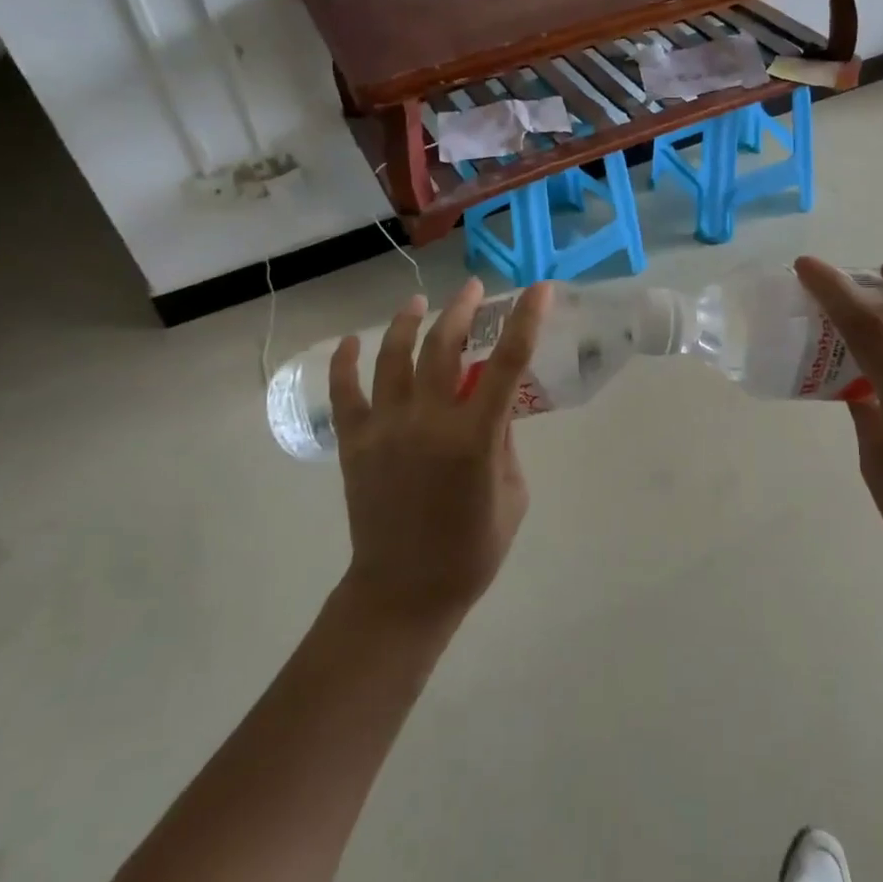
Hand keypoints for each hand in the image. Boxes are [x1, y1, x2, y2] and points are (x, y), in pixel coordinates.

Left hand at [328, 278, 549, 623]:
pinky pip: (344, 393)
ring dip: (408, 322)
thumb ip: (504, 442)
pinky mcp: (354, 443)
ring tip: (419, 302)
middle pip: (443, 346)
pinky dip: (345, 363)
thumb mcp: (513, 494)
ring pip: (393, 357)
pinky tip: (351, 341)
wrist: (403, 593)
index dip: (526, 320)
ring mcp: (384, 429)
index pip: (507, 363)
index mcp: (474, 438)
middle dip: (462, 309)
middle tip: (474, 288)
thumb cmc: (471, 550)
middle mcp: (427, 422)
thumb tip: (492, 404)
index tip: (538, 289)